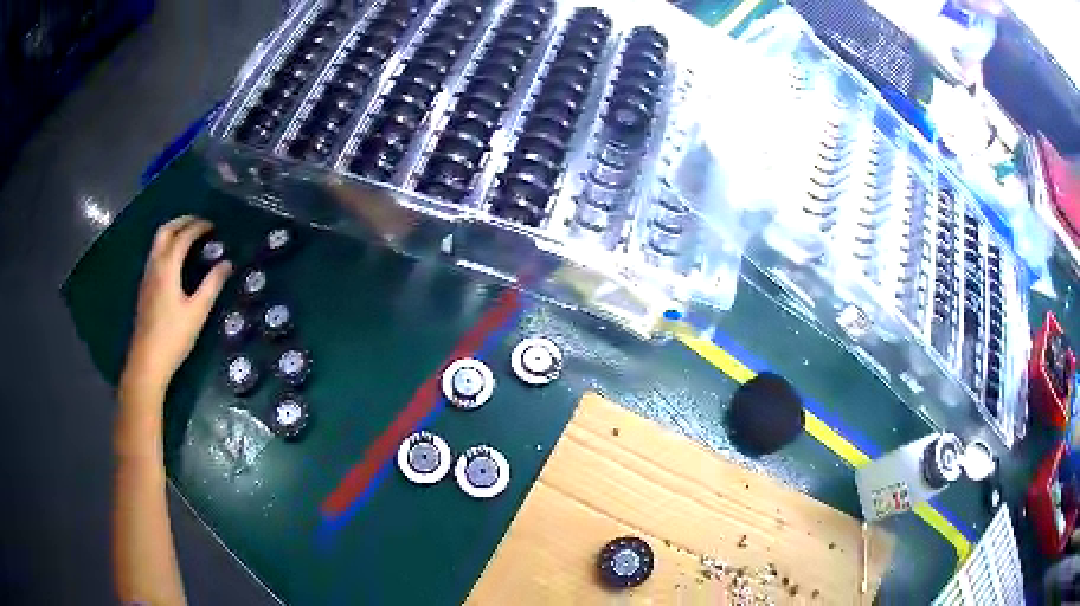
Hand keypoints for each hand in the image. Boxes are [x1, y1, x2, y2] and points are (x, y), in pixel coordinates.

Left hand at [121, 216, 232, 396]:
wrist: (147, 360)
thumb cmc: (174, 336)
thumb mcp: (197, 312)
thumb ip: (212, 285)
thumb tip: (227, 263)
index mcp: (168, 267)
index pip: (183, 236)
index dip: (198, 227)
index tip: (213, 226)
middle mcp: (155, 265)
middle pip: (165, 231)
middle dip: (182, 221)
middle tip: (199, 223)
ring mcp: (147, 276)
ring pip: (158, 242)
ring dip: (173, 232)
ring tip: (189, 237)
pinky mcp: (145, 288)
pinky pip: (155, 255)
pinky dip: (167, 246)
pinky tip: (176, 260)